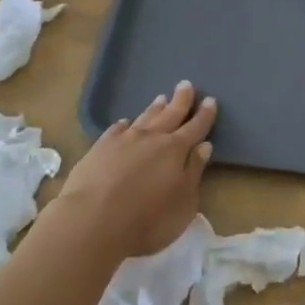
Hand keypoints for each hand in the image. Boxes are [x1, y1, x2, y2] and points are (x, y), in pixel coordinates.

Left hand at [55, 81, 215, 259]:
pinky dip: (124, 124)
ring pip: (145, 118)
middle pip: (170, 114)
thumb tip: (204, 146)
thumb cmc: (147, 220)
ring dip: (155, 108)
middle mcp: (152, 138)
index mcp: (176, 150)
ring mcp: (124, 140)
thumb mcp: (183, 202)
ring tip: (161, 98)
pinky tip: (125, 122)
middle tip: (186, 84)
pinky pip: (116, 129)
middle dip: (181, 100)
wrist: (93, 220)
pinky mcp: (100, 147)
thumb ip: (194, 172)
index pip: (195, 127)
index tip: (210, 100)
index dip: (204, 115)